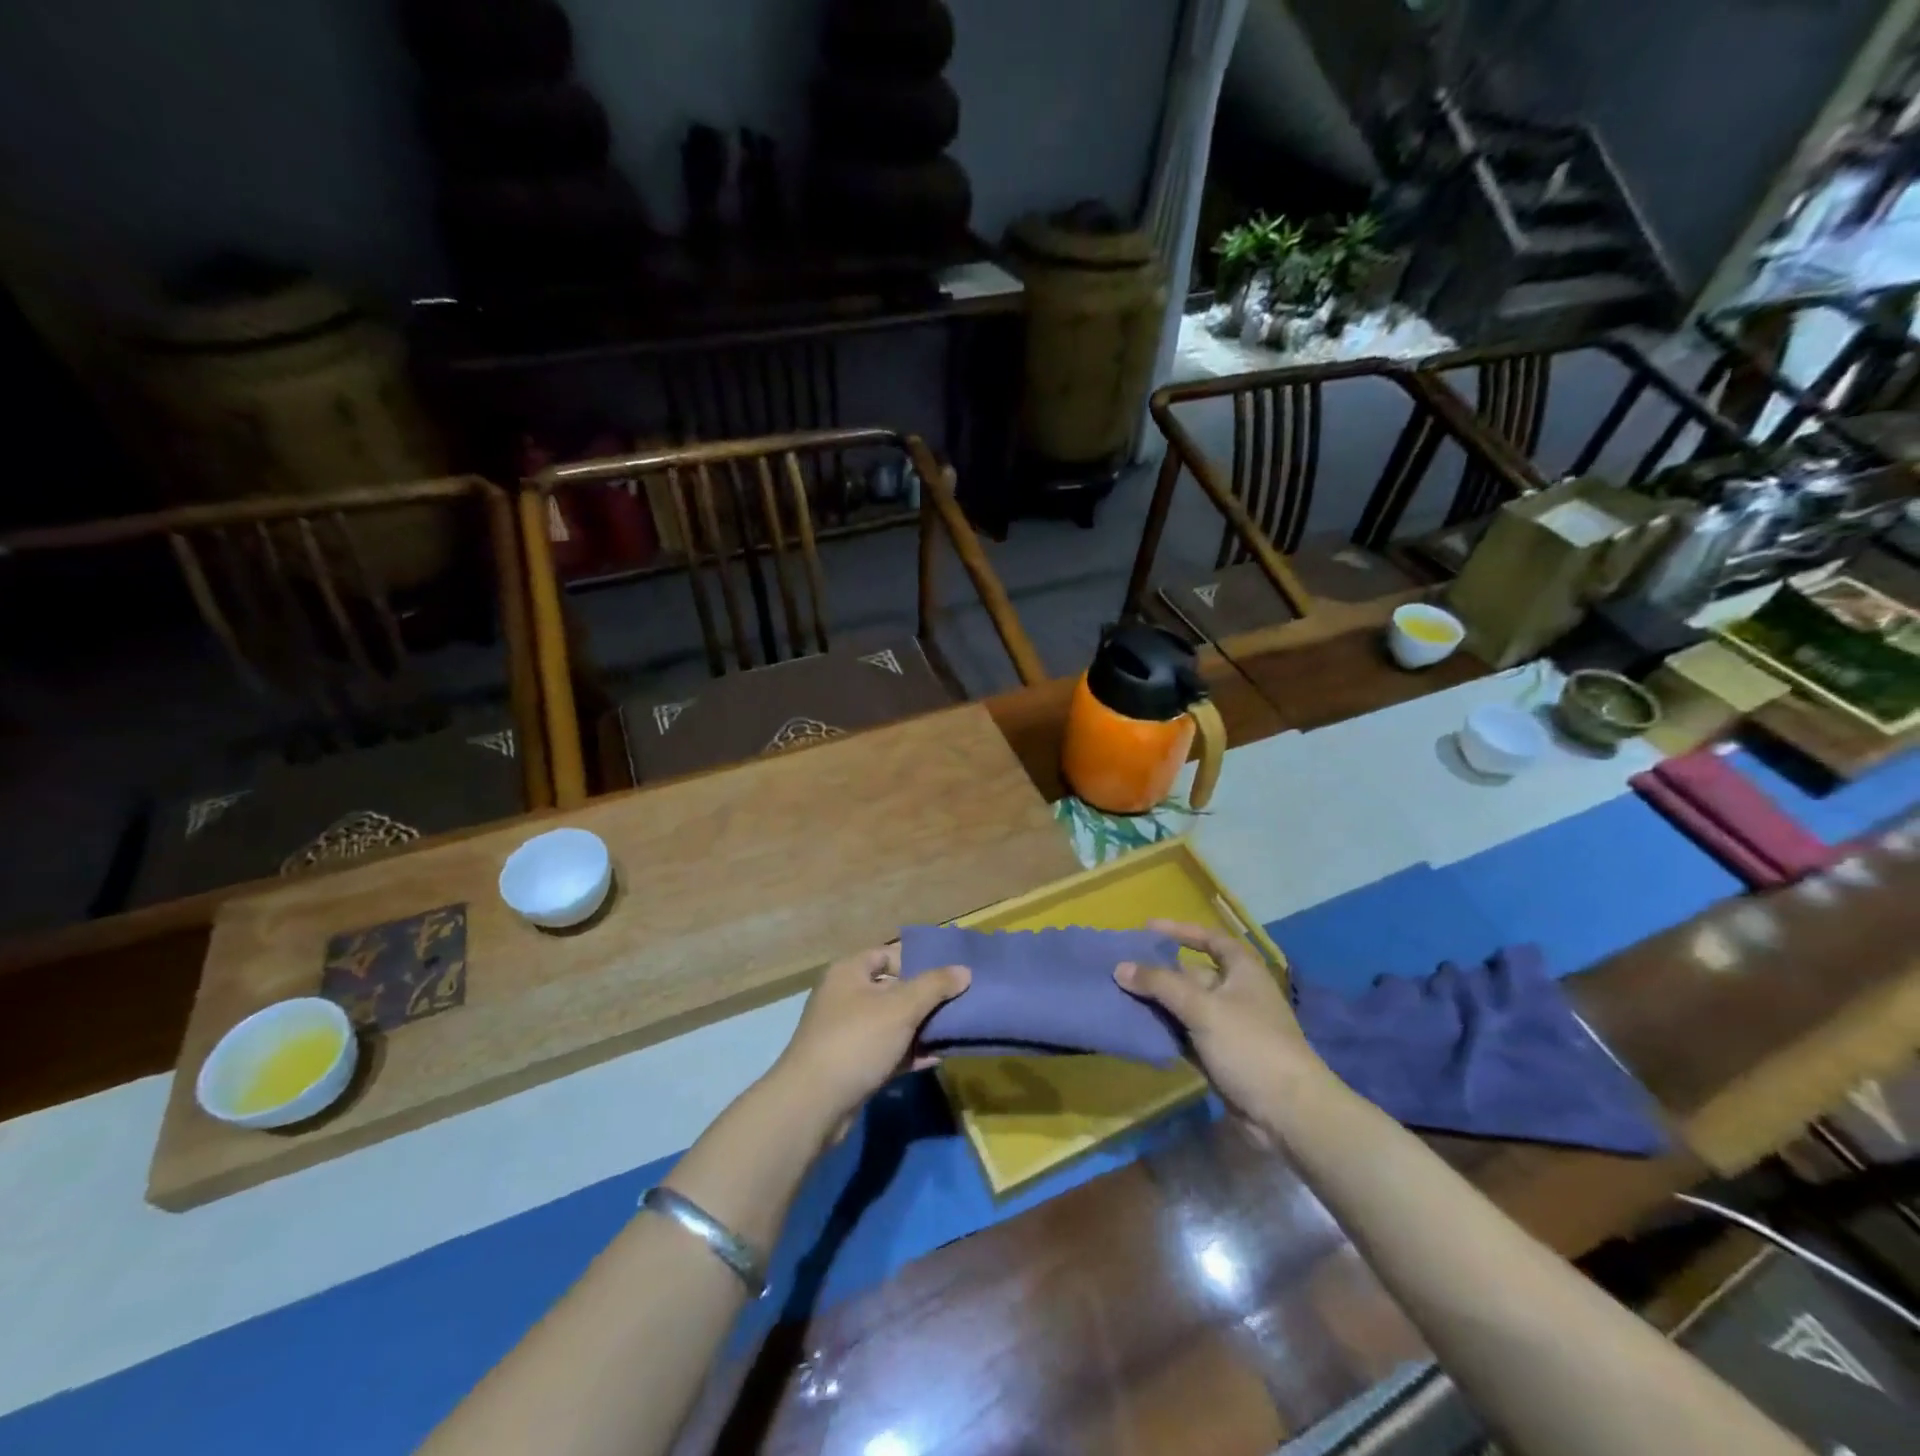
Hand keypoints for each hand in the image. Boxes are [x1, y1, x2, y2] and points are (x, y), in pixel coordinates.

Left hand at [771, 945, 970, 1132]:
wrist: (813, 1104)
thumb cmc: (857, 1040)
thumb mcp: (901, 1007)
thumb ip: (935, 986)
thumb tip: (964, 971)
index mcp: (850, 972)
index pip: (888, 954)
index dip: (917, 960)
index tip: (949, 973)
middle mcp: (845, 997)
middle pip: (893, 989)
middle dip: (925, 997)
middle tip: (959, 1002)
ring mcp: (848, 1033)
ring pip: (892, 1023)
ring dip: (921, 1027)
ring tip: (955, 1029)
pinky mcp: (852, 1066)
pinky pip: (888, 1051)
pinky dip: (910, 1053)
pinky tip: (938, 1057)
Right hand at [1114, 919, 1323, 1124]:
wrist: (1288, 1113)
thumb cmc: (1250, 1045)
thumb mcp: (1203, 1008)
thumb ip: (1160, 985)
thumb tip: (1120, 967)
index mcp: (1243, 971)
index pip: (1211, 939)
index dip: (1181, 931)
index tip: (1147, 928)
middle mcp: (1236, 994)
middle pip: (1192, 974)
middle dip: (1159, 971)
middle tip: (1121, 967)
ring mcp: (1228, 1027)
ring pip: (1186, 1006)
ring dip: (1158, 1003)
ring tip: (1120, 995)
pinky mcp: (1220, 1056)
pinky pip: (1186, 1035)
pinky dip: (1165, 1030)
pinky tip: (1138, 1028)